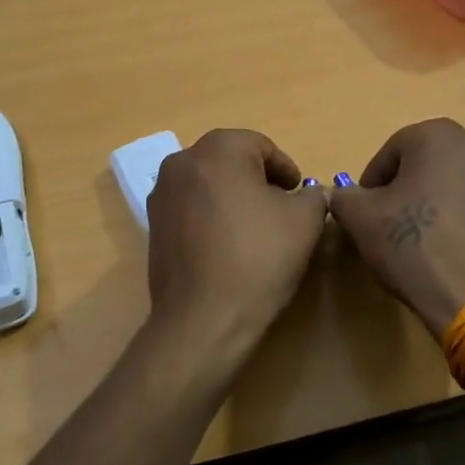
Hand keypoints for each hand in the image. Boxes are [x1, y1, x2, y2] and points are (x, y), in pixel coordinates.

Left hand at [144, 130, 328, 371]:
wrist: (204, 318)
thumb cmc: (258, 258)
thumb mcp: (305, 221)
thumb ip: (312, 196)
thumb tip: (307, 194)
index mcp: (218, 149)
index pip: (261, 146)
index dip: (286, 170)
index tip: (298, 195)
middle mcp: (182, 161)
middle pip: (231, 160)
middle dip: (258, 180)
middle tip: (280, 209)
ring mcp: (161, 193)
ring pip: (208, 183)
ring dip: (232, 196)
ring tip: (254, 229)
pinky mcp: (152, 224)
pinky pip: (190, 207)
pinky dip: (210, 215)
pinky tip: (226, 245)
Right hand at [329, 118, 464, 336]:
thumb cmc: (413, 245)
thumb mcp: (360, 218)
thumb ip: (345, 196)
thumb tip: (348, 197)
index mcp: (438, 134)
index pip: (390, 153)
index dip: (371, 184)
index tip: (365, 214)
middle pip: (424, 164)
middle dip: (403, 189)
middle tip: (389, 225)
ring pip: (451, 184)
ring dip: (431, 203)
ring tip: (419, 240)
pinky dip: (457, 219)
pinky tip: (446, 250)